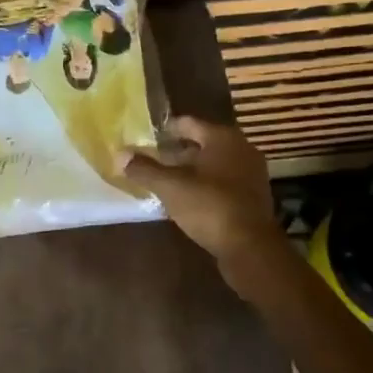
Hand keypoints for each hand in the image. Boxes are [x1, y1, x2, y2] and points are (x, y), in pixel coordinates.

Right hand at [126, 117, 280, 262]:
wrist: (250, 248)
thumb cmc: (209, 207)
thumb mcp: (170, 187)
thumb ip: (144, 169)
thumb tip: (120, 154)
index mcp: (223, 138)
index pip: (188, 123)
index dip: (164, 130)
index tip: (145, 138)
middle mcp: (241, 149)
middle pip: (201, 143)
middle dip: (175, 152)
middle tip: (150, 160)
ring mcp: (250, 174)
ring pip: (212, 164)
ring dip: (189, 170)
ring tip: (163, 180)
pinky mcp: (252, 197)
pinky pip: (221, 182)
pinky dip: (203, 185)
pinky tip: (185, 198)